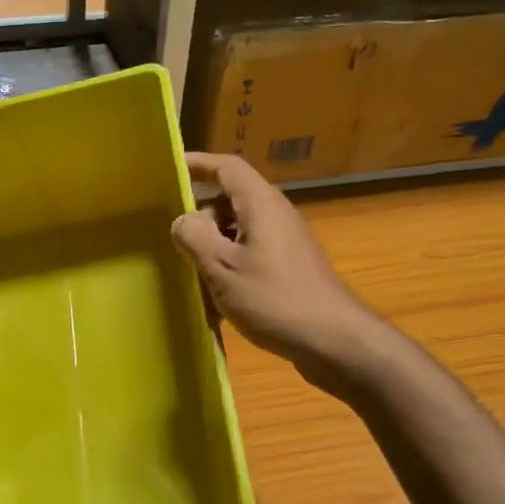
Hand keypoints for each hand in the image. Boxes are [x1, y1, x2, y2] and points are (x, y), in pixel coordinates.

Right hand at [171, 153, 376, 387]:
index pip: (227, 167)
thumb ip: (195, 237)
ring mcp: (284, 242)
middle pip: (229, 202)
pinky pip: (250, 255)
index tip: (171, 168)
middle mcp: (275, 215)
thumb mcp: (222, 267)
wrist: (333, 340)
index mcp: (260, 204)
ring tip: (194, 277)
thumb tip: (182, 221)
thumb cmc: (274, 298)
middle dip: (200, 219)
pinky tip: (219, 302)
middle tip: (175, 244)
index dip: (199, 163)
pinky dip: (230, 268)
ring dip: (213, 249)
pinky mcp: (289, 267)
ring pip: (238, 232)